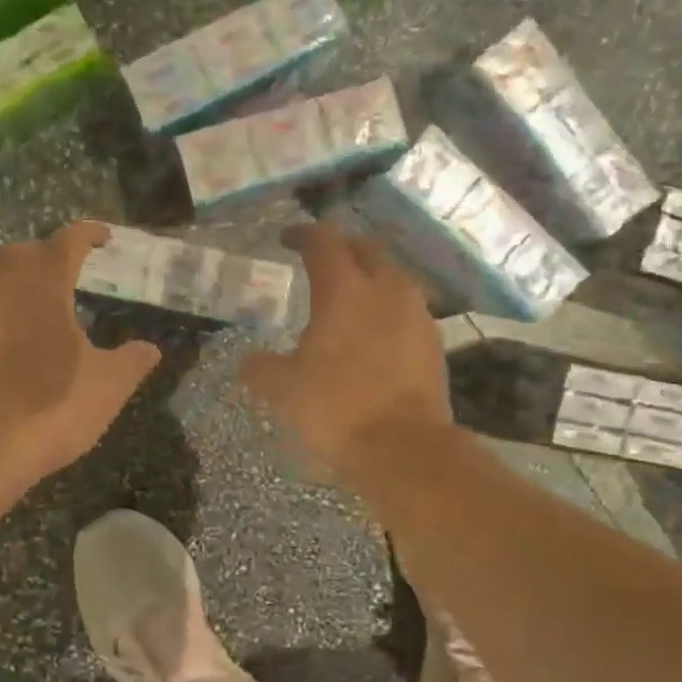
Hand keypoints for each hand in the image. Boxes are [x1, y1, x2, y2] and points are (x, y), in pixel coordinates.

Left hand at [0, 222, 160, 524]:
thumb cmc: (53, 403)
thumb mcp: (109, 385)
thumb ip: (133, 360)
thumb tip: (150, 348)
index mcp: (44, 283)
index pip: (68, 241)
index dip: (88, 234)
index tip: (104, 237)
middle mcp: (2, 285)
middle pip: (24, 252)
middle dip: (48, 253)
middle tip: (70, 270)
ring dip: (19, 281)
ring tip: (42, 303)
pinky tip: (12, 339)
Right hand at [241, 224, 450, 472]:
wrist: (404, 447)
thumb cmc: (337, 408)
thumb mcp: (283, 390)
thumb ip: (260, 368)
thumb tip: (248, 362)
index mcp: (344, 290)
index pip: (324, 242)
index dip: (303, 234)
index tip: (287, 239)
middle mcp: (386, 290)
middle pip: (365, 249)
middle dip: (341, 248)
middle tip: (320, 261)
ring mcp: (416, 314)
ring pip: (392, 277)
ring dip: (369, 277)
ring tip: (348, 297)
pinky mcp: (433, 341)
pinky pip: (407, 308)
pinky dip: (386, 308)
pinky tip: (373, 332)